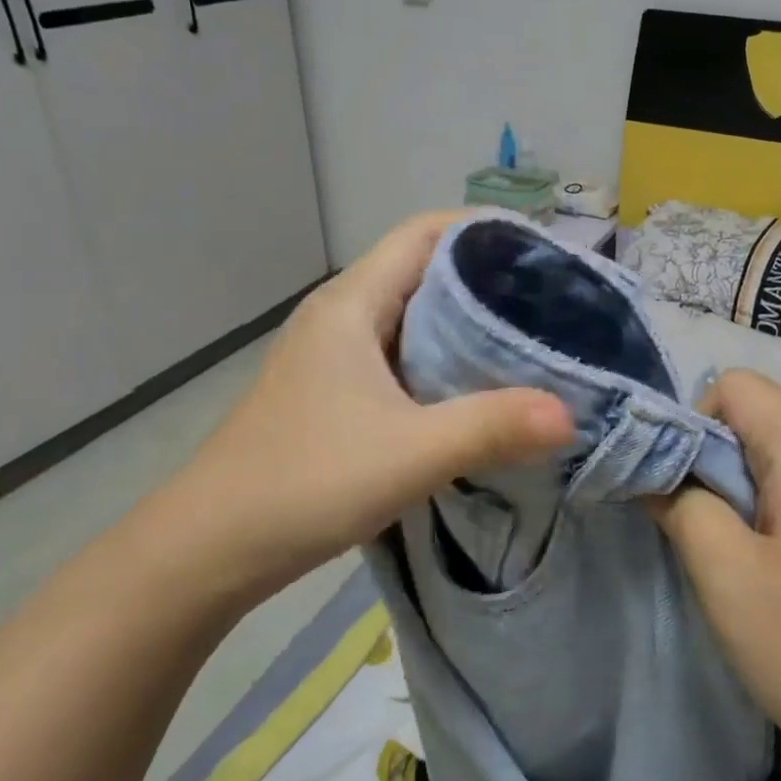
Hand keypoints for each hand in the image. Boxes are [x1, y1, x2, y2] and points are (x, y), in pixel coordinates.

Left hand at [161, 212, 573, 605]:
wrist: (210, 549)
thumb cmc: (305, 482)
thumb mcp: (410, 453)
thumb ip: (492, 427)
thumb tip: (570, 414)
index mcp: (351, 304)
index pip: (424, 233)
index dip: (484, 231)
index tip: (544, 253)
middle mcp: (341, 317)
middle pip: (423, 270)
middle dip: (488, 279)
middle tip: (554, 302)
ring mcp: (334, 356)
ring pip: (414, 317)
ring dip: (467, 323)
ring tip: (530, 341)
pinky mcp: (336, 393)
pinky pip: (403, 356)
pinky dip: (445, 361)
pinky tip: (480, 390)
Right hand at [652, 370, 780, 780]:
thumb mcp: (727, 579)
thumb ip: (682, 508)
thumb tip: (658, 475)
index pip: (736, 386)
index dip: (695, 427)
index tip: (691, 496)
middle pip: (766, 420)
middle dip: (725, 468)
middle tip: (718, 543)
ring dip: (758, 496)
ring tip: (759, 568)